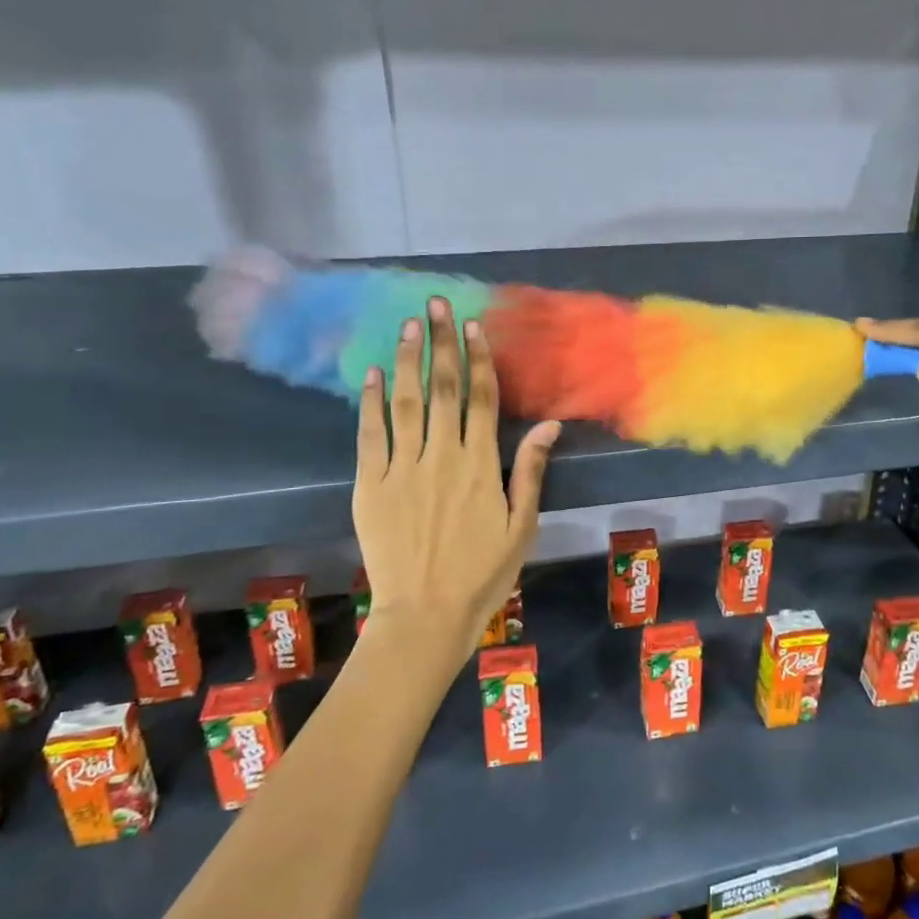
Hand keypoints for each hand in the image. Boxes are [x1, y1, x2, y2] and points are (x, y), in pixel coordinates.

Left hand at [353, 297, 559, 676]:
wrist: (425, 614)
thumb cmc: (483, 572)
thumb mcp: (522, 525)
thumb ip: (531, 471)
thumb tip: (549, 424)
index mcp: (481, 466)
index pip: (480, 400)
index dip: (476, 359)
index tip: (471, 325)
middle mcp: (442, 457)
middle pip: (443, 390)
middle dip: (440, 343)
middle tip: (434, 303)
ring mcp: (402, 470)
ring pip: (406, 404)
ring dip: (408, 361)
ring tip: (407, 325)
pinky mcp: (370, 486)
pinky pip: (370, 437)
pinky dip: (370, 404)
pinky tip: (372, 374)